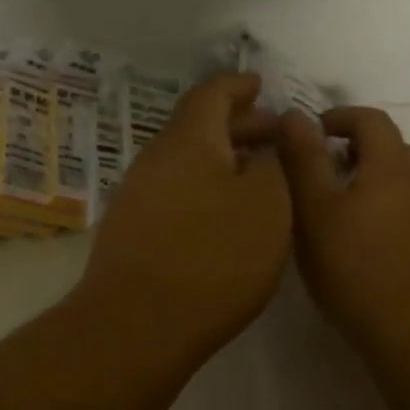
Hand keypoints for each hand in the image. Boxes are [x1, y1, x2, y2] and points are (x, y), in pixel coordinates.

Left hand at [78, 73, 291, 358]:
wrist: (138, 325)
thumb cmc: (214, 257)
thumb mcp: (268, 205)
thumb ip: (274, 166)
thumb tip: (266, 151)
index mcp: (188, 141)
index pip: (212, 94)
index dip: (239, 85)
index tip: (261, 84)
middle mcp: (156, 160)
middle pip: (199, 127)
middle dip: (239, 125)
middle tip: (274, 136)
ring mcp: (139, 197)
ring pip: (189, 162)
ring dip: (224, 160)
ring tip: (258, 176)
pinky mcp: (134, 232)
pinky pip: (178, 191)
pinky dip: (208, 189)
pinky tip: (228, 215)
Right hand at [277, 106, 409, 353]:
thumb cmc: (357, 268)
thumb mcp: (315, 211)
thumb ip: (303, 159)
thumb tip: (294, 115)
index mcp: (393, 166)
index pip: (371, 120)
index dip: (341, 117)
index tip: (315, 130)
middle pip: (394, 151)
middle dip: (359, 152)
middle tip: (325, 173)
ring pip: (409, 187)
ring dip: (379, 186)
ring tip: (347, 214)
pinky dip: (395, 217)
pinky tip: (375, 249)